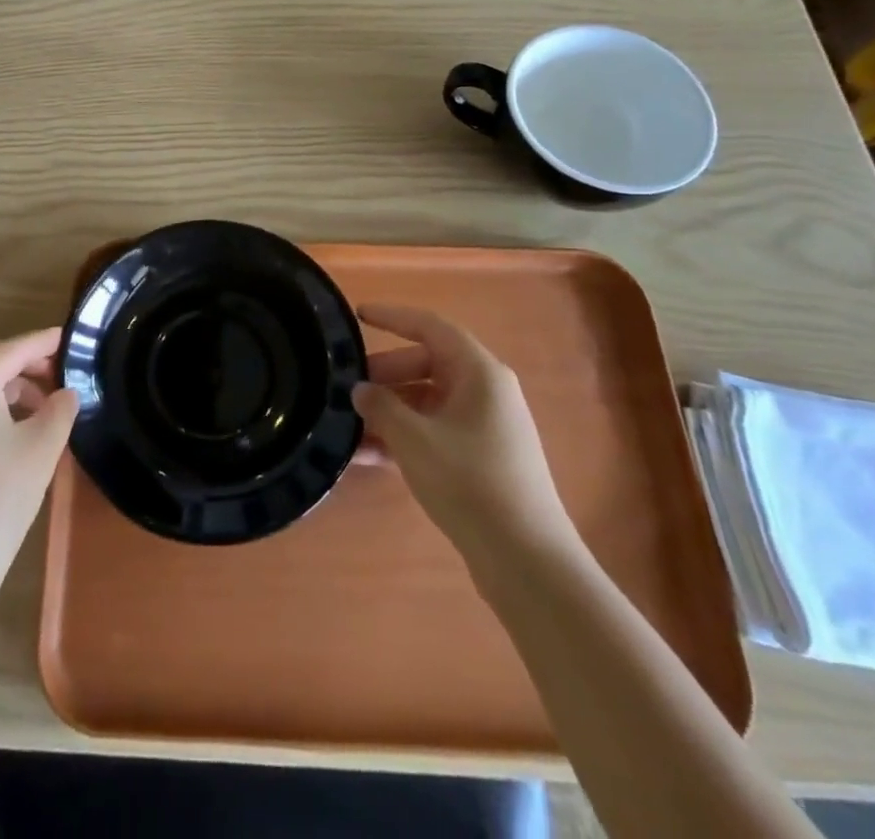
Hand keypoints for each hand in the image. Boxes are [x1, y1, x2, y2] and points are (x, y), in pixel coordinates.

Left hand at [0, 328, 79, 617]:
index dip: (46, 342)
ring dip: (1, 383)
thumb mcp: (42, 448)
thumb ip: (60, 408)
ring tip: (37, 409)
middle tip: (55, 377)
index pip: (15, 347)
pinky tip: (6, 431)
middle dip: (21, 360)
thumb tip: (64, 393)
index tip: (72, 340)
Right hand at [353, 304, 580, 578]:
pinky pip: (433, 432)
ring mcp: (484, 427)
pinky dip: (403, 438)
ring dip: (389, 410)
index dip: (393, 317)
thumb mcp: (414, 439)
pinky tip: (366, 456)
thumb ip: (381, 406)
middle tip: (348, 387)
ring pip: (427, 402)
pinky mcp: (480, 459)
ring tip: (348, 425)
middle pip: (427, 364)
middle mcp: (485, 391)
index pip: (430, 326)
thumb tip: (361, 390)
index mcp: (479, 372)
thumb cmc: (470, 482)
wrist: (526, 560)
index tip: (358, 315)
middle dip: (385, 374)